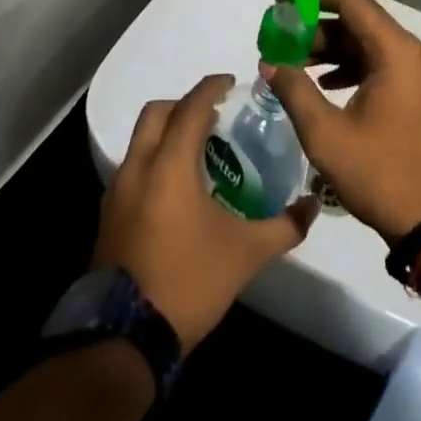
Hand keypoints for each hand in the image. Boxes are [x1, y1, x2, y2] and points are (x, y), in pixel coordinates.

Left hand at [93, 74, 315, 352]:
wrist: (126, 337)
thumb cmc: (189, 281)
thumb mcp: (246, 254)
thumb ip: (284, 225)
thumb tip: (313, 204)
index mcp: (169, 165)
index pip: (190, 107)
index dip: (211, 88)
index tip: (231, 83)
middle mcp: (137, 167)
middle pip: (156, 113)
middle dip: (184, 104)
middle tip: (214, 116)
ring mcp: (116, 192)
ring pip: (140, 141)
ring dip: (167, 133)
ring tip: (199, 152)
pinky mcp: (107, 215)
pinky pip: (132, 168)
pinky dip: (154, 161)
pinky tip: (177, 190)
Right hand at [264, 0, 420, 244]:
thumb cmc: (382, 175)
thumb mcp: (327, 135)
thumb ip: (294, 91)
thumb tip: (270, 63)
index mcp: (397, 52)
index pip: (351, 0)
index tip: (280, 0)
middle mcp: (414, 53)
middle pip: (360, 22)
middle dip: (317, 27)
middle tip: (279, 38)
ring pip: (370, 45)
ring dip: (332, 50)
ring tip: (293, 64)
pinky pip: (382, 66)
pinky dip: (352, 68)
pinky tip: (324, 85)